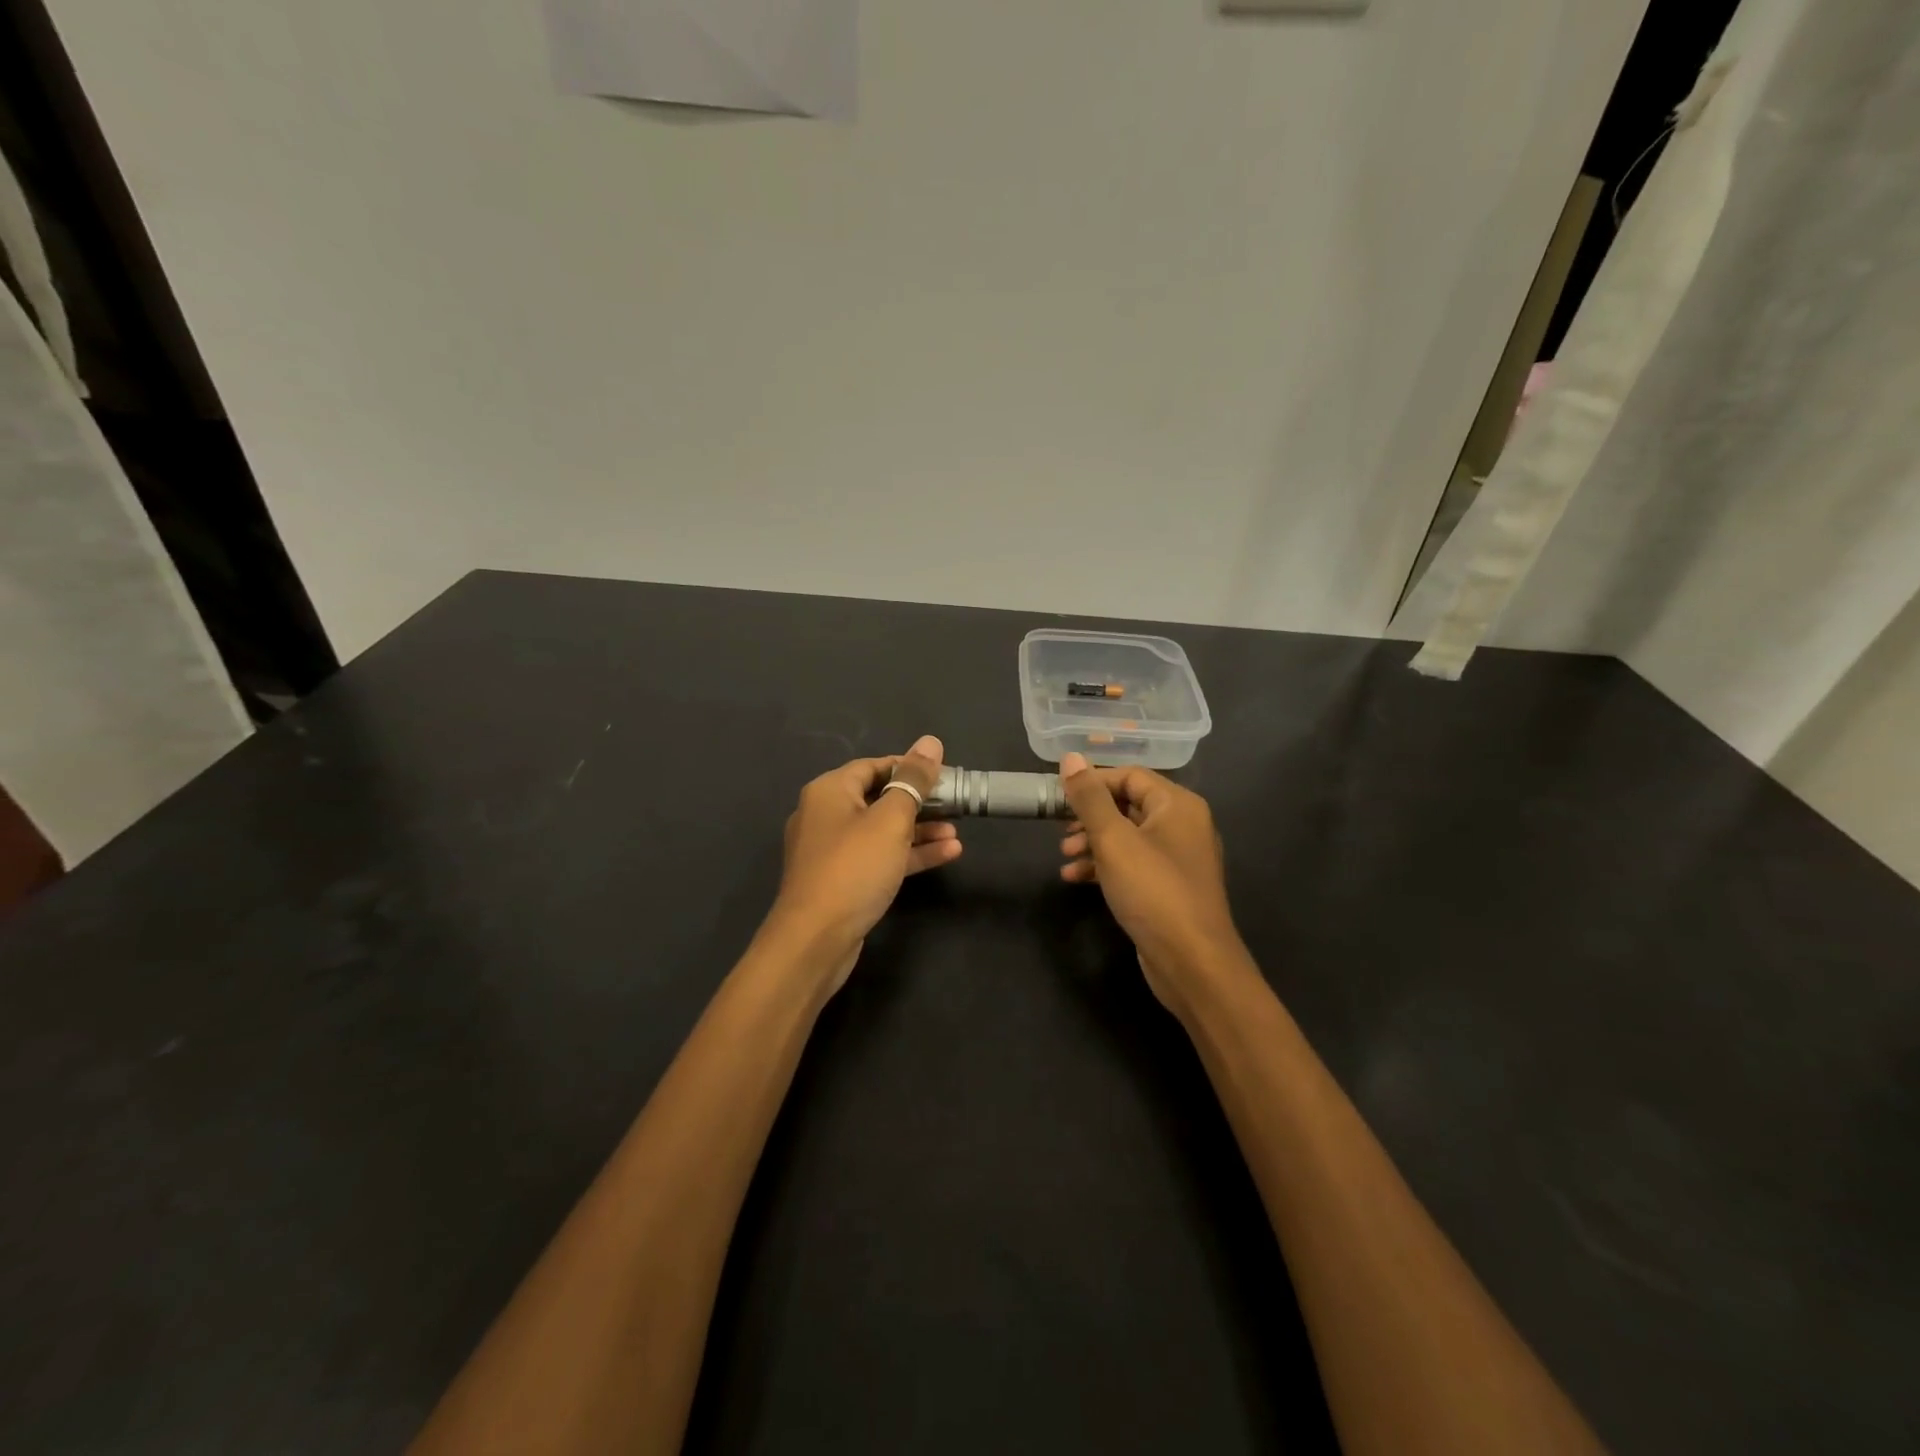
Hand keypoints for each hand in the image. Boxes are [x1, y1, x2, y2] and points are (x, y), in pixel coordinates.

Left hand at [766, 735, 959, 989]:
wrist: (815, 940)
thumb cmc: (854, 868)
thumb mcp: (891, 820)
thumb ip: (913, 780)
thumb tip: (931, 742)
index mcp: (829, 791)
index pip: (874, 765)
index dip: (910, 767)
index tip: (945, 775)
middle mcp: (825, 814)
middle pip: (879, 797)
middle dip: (920, 802)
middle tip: (956, 805)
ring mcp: (832, 850)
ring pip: (882, 830)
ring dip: (919, 830)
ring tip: (956, 834)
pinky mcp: (842, 879)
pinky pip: (878, 856)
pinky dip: (908, 854)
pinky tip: (945, 854)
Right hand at [1058, 753, 1244, 1012]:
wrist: (1192, 962)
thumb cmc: (1153, 891)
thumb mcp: (1113, 839)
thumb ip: (1089, 798)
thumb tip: (1070, 757)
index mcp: (1178, 805)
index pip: (1130, 775)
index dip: (1093, 782)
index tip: (1059, 797)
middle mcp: (1183, 825)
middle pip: (1128, 805)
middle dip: (1089, 816)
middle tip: (1060, 831)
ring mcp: (1177, 859)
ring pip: (1127, 836)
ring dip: (1092, 843)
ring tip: (1064, 857)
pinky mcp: (1168, 888)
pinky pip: (1132, 864)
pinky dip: (1104, 866)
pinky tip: (1075, 879)